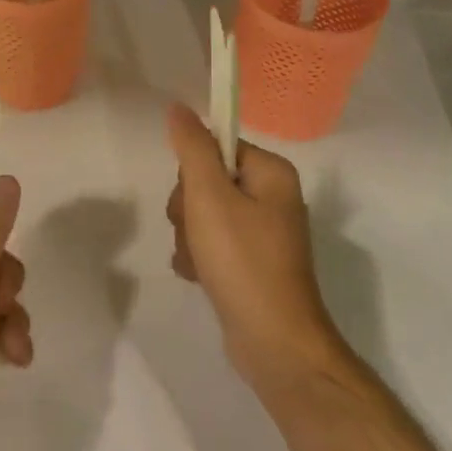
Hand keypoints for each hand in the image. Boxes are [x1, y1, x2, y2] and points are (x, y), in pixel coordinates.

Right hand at [165, 104, 338, 395]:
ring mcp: (262, 232)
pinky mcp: (251, 262)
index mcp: (271, 173)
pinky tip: (198, 275)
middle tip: (194, 232)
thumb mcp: (210, 197)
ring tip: (198, 260)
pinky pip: (211, 242)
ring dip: (188, 235)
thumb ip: (192, 148)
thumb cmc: (243, 261)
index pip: (216, 146)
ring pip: (203, 213)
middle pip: (206, 180)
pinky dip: (198, 256)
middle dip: (187, 208)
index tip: (194, 197)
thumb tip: (178, 107)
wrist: (273, 343)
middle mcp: (272, 197)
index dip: (194, 170)